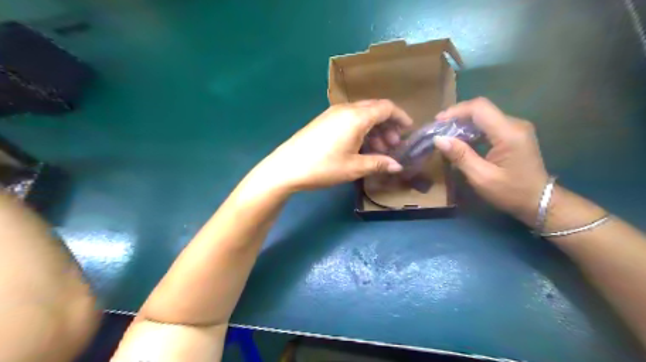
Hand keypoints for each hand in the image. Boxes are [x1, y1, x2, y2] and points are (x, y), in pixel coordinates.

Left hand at [252, 100, 412, 191]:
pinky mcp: (324, 121)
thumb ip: (379, 163)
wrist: (287, 167)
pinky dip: (361, 130)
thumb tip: (398, 166)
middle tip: (393, 145)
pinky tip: (361, 147)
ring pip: (362, 115)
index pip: (386, 107)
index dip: (401, 117)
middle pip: (374, 109)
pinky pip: (349, 120)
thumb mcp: (354, 167)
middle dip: (388, 125)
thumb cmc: (323, 166)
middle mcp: (346, 109)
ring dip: (374, 129)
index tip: (408, 131)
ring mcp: (332, 113)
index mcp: (357, 116)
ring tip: (379, 150)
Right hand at [433, 98, 549, 224]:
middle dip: (456, 117)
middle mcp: (514, 124)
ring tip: (445, 136)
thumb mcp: (481, 178)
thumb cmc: (510, 192)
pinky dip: (471, 130)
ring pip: (484, 116)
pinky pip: (488, 125)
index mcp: (508, 133)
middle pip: (481, 109)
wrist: (539, 201)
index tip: (437, 122)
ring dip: (463, 123)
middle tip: (438, 130)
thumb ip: (461, 156)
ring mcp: (515, 128)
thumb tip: (438, 139)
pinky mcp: (513, 134)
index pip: (479, 108)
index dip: (456, 111)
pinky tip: (461, 141)